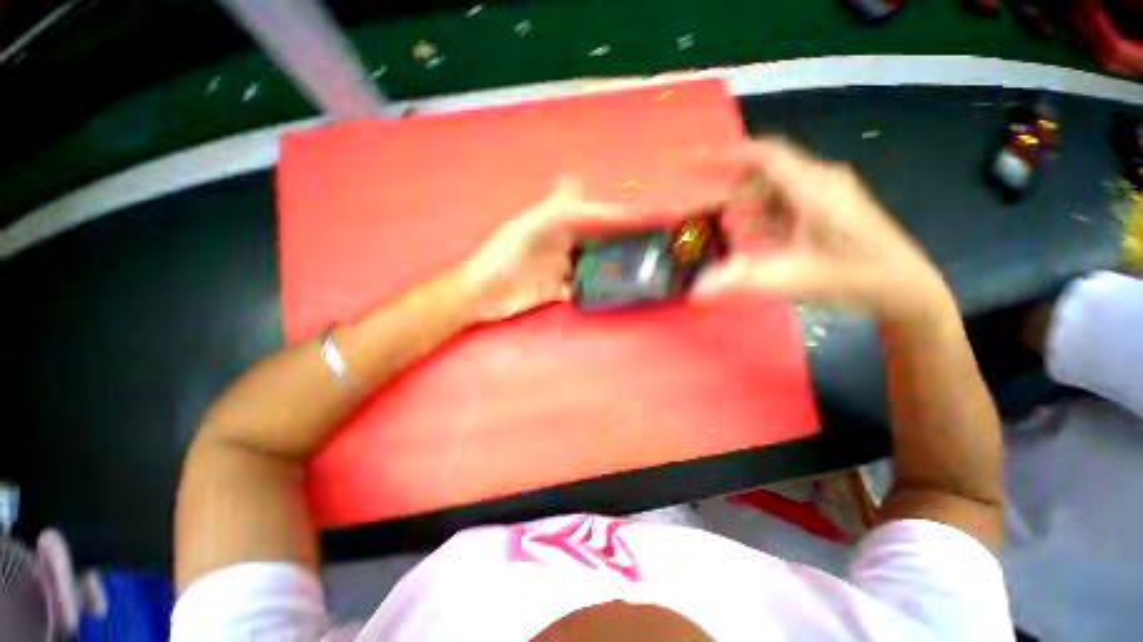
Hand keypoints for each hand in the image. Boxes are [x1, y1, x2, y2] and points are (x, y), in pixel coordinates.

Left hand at [463, 177, 634, 321]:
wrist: (481, 294)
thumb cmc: (500, 258)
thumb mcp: (525, 229)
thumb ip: (550, 211)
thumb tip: (573, 180)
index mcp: (554, 224)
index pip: (593, 217)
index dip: (617, 216)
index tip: (644, 218)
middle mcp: (561, 244)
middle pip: (596, 240)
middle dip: (620, 240)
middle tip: (647, 244)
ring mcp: (559, 268)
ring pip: (591, 264)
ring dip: (610, 267)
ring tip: (635, 270)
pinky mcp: (556, 290)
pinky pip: (580, 288)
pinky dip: (593, 289)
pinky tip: (609, 292)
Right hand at [693, 138, 954, 323]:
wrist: (903, 289)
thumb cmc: (852, 277)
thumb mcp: (790, 278)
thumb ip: (738, 279)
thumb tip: (695, 289)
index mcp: (813, 187)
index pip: (765, 155)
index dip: (729, 155)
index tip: (697, 162)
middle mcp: (818, 184)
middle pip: (764, 177)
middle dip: (728, 194)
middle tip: (699, 213)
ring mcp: (824, 199)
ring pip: (772, 195)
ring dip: (743, 210)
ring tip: (715, 229)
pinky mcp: (826, 214)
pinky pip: (784, 210)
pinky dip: (760, 221)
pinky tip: (743, 240)